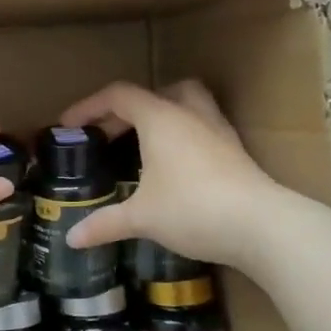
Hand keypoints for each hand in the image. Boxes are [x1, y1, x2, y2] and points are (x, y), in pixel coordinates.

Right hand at [58, 80, 281, 267]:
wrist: (262, 226)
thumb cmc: (192, 209)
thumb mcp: (141, 217)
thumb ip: (105, 223)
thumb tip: (72, 238)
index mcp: (160, 118)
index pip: (118, 96)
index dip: (89, 106)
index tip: (69, 125)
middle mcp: (190, 115)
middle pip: (157, 92)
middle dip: (129, 109)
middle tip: (110, 134)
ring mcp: (218, 131)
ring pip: (188, 103)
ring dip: (162, 114)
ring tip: (144, 142)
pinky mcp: (235, 152)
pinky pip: (203, 128)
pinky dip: (182, 137)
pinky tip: (174, 166)